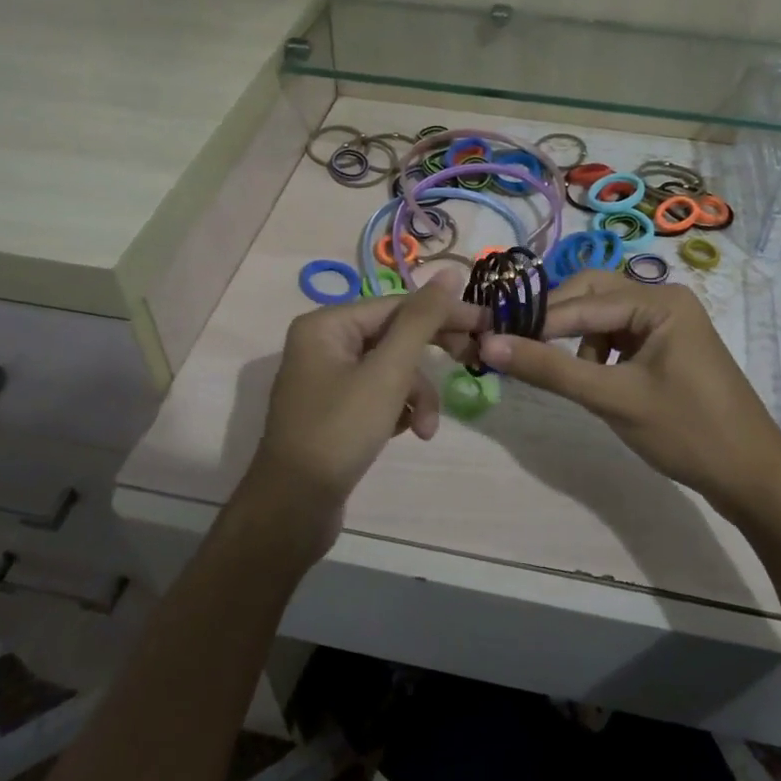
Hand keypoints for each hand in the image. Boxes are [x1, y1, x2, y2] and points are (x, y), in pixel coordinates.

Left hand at [238, 272, 482, 560]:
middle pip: (394, 336)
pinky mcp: (334, 409)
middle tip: (472, 362)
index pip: (398, 305)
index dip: (444, 314)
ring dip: (415, 396)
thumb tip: (451, 273)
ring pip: (390, 370)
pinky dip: (397, 410)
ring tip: (425, 429)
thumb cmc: (340, 431)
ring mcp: (326, 378)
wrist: (294, 507)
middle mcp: (323, 343)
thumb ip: (422, 320)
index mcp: (327, 324)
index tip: (487, 325)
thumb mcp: (388, 372)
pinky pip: (377, 394)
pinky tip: (405, 433)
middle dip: (428, 360)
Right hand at [479, 272, 780, 525]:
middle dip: (556, 322)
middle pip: (592, 295)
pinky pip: (619, 337)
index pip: (581, 302)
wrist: (753, 477)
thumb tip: (488, 345)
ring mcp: (668, 323)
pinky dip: (597, 354)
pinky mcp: (668, 347)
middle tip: (519, 349)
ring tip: (572, 379)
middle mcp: (664, 299)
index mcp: (659, 300)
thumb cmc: (687, 432)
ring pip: (603, 317)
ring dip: (577, 340)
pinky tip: (597, 382)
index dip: (535, 321)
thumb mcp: (613, 399)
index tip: (489, 337)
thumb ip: (550, 369)